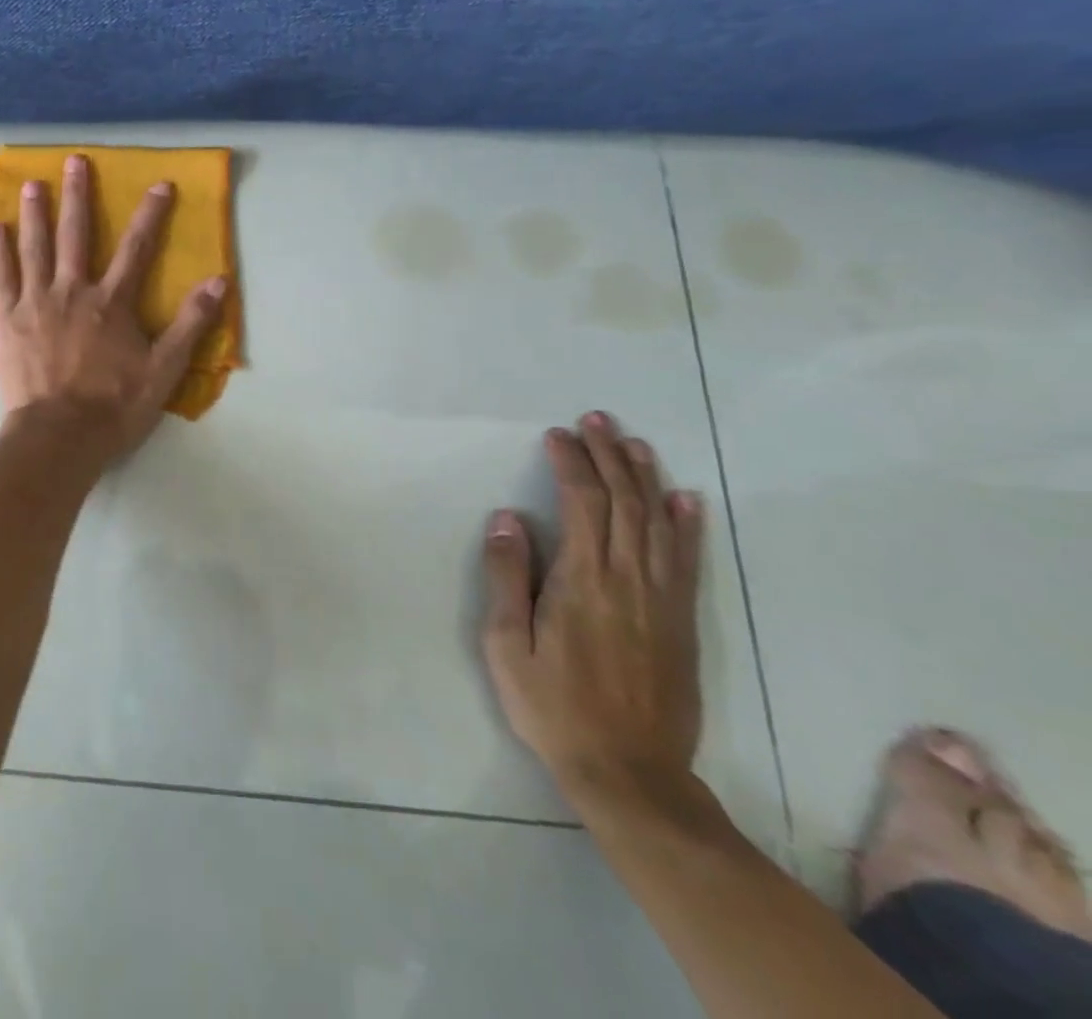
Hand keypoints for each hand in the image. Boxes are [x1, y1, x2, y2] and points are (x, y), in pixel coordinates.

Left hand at [0, 154, 226, 459]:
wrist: (58, 437)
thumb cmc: (113, 406)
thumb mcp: (164, 370)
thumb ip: (190, 324)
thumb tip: (218, 281)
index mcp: (111, 303)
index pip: (137, 249)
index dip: (151, 214)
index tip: (160, 184)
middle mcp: (72, 291)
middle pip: (75, 235)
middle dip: (78, 196)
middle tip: (74, 161)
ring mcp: (35, 304)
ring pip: (34, 248)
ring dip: (34, 213)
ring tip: (31, 183)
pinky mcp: (7, 322)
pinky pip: (1, 278)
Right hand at [482, 411, 704, 803]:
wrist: (630, 773)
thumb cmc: (553, 706)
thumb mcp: (507, 645)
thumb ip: (508, 577)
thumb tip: (507, 518)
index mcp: (583, 581)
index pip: (582, 503)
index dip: (571, 462)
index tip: (556, 434)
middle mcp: (628, 579)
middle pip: (623, 501)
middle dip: (607, 455)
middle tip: (594, 419)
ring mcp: (661, 599)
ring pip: (657, 521)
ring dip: (644, 476)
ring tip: (631, 441)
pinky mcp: (681, 621)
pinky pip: (686, 560)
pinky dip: (686, 523)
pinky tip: (684, 497)